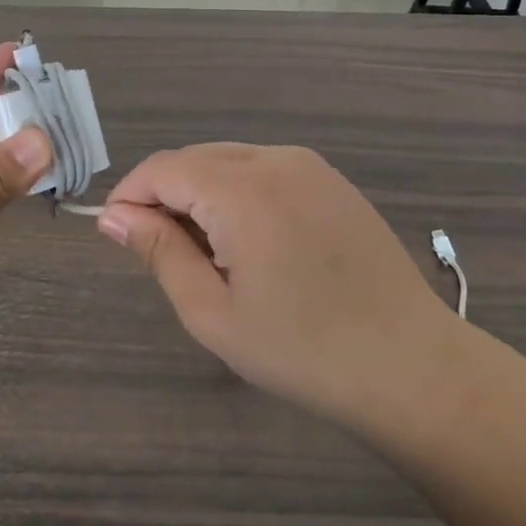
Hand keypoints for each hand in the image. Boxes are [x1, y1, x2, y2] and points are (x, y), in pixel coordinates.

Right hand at [97, 144, 459, 429]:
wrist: (413, 366)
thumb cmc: (303, 350)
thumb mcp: (213, 311)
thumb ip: (159, 251)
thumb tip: (112, 216)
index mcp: (242, 188)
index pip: (163, 168)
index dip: (131, 196)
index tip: (117, 236)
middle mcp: (275, 159)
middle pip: (195, 159)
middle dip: (165, 197)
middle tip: (163, 256)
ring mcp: (310, 166)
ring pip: (228, 162)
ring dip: (202, 196)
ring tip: (209, 256)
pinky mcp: (332, 181)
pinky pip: (264, 171)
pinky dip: (238, 195)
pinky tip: (252, 245)